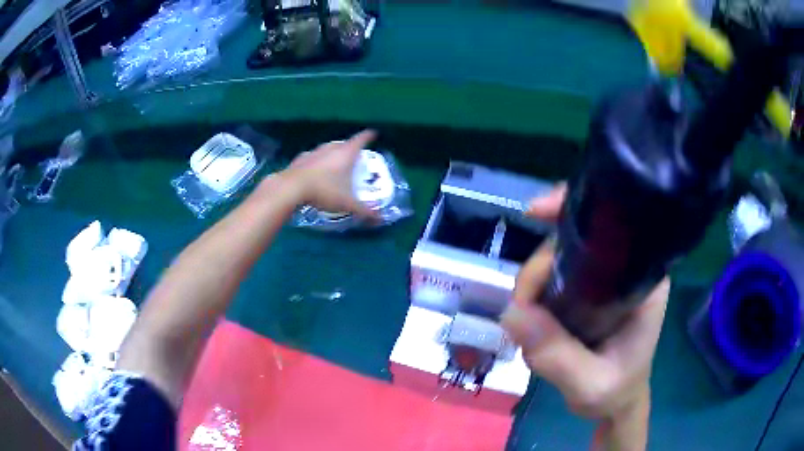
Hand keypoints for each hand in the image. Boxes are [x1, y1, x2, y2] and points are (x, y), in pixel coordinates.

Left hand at [284, 130, 378, 219]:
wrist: (291, 188)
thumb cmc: (324, 191)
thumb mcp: (347, 203)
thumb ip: (365, 211)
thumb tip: (380, 219)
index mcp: (346, 153)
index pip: (361, 139)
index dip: (368, 136)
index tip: (373, 134)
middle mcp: (330, 148)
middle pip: (343, 143)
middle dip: (350, 147)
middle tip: (355, 156)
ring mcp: (314, 152)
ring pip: (327, 149)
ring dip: (332, 153)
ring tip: (335, 163)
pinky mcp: (300, 159)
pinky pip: (312, 157)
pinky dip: (317, 162)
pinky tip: (314, 170)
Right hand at [501, 184, 667, 450]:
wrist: (616, 402)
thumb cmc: (616, 391)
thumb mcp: (591, 384)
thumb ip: (558, 356)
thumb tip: (512, 313)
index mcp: (644, 277)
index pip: (612, 226)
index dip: (572, 210)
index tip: (534, 212)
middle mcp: (625, 267)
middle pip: (574, 240)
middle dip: (540, 266)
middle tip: (522, 307)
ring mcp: (604, 278)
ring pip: (558, 257)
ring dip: (533, 283)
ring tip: (526, 322)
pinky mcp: (586, 290)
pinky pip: (553, 276)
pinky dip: (534, 291)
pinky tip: (529, 317)